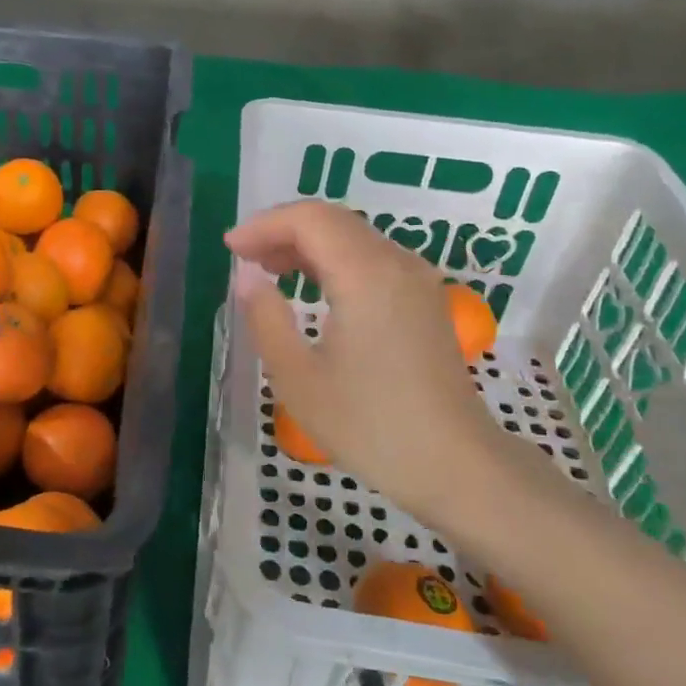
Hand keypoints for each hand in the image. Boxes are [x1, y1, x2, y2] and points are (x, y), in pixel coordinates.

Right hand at [226, 201, 516, 529]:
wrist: (455, 465)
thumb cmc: (369, 426)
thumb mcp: (298, 378)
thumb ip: (266, 318)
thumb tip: (247, 277)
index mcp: (366, 276)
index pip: (310, 219)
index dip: (264, 225)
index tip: (230, 249)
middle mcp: (397, 264)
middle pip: (333, 220)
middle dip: (283, 229)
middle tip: (245, 258)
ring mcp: (417, 280)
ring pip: (355, 236)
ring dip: (309, 242)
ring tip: (269, 269)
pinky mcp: (425, 299)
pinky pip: (373, 257)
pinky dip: (335, 258)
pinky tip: (314, 286)